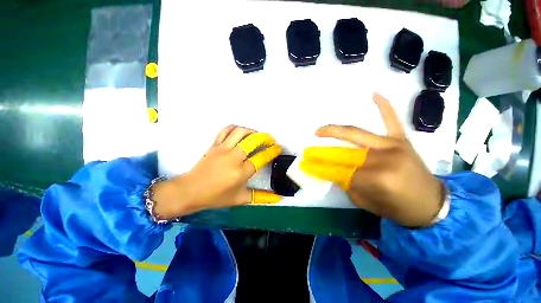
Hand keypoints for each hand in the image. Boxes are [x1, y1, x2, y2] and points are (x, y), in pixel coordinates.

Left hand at [152, 125, 282, 218]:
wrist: (190, 191)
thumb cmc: (216, 197)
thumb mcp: (241, 199)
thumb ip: (262, 197)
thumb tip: (279, 198)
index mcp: (241, 172)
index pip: (261, 158)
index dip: (272, 151)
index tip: (278, 148)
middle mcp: (233, 158)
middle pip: (253, 140)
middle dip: (265, 137)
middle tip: (270, 139)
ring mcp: (222, 149)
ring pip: (240, 132)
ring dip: (252, 131)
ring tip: (257, 135)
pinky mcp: (214, 144)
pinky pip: (226, 130)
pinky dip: (235, 128)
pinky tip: (240, 133)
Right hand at [300, 93, 443, 226]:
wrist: (431, 204)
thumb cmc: (399, 208)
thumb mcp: (367, 202)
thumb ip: (348, 185)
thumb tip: (333, 172)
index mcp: (377, 177)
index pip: (342, 170)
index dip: (324, 168)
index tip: (310, 166)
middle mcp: (384, 158)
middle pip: (347, 148)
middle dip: (326, 143)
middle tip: (313, 139)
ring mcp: (393, 145)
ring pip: (360, 133)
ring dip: (338, 130)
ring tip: (323, 129)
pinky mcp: (401, 140)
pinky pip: (391, 120)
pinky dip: (383, 106)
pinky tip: (374, 94)